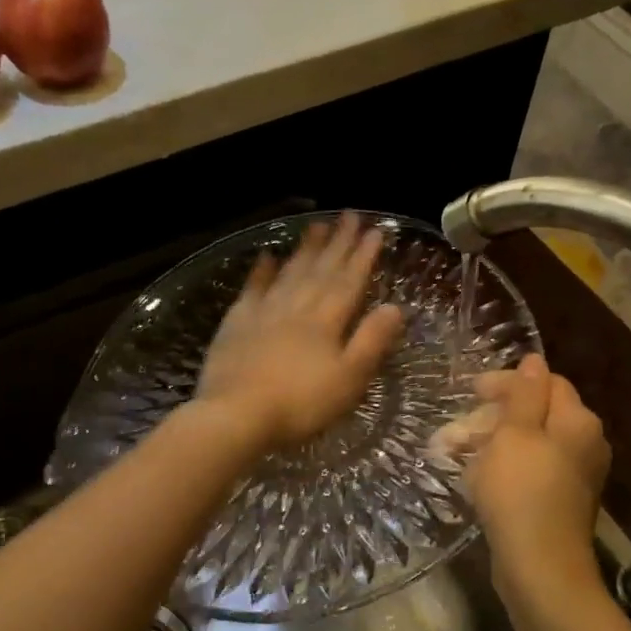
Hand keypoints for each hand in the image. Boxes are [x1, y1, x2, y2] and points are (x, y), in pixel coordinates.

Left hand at [196, 212, 404, 451]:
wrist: (236, 415)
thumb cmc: (301, 404)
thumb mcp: (349, 379)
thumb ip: (371, 341)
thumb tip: (395, 307)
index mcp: (326, 321)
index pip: (350, 281)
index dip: (364, 256)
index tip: (375, 231)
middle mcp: (296, 307)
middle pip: (321, 269)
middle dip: (338, 242)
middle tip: (349, 215)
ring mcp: (264, 313)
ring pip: (290, 272)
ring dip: (305, 249)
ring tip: (317, 225)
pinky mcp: (236, 324)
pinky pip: (252, 289)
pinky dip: (261, 271)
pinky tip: (267, 256)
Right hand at [468, 354, 610, 579]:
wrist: (539, 568)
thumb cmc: (521, 491)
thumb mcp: (515, 433)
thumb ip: (524, 393)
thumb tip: (535, 359)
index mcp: (577, 421)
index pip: (544, 383)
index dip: (506, 383)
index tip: (470, 392)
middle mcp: (583, 444)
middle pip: (534, 414)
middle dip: (490, 418)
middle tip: (452, 432)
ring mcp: (573, 476)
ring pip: (527, 445)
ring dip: (488, 445)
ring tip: (451, 455)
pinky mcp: (558, 502)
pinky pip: (528, 473)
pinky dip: (500, 470)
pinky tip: (473, 481)